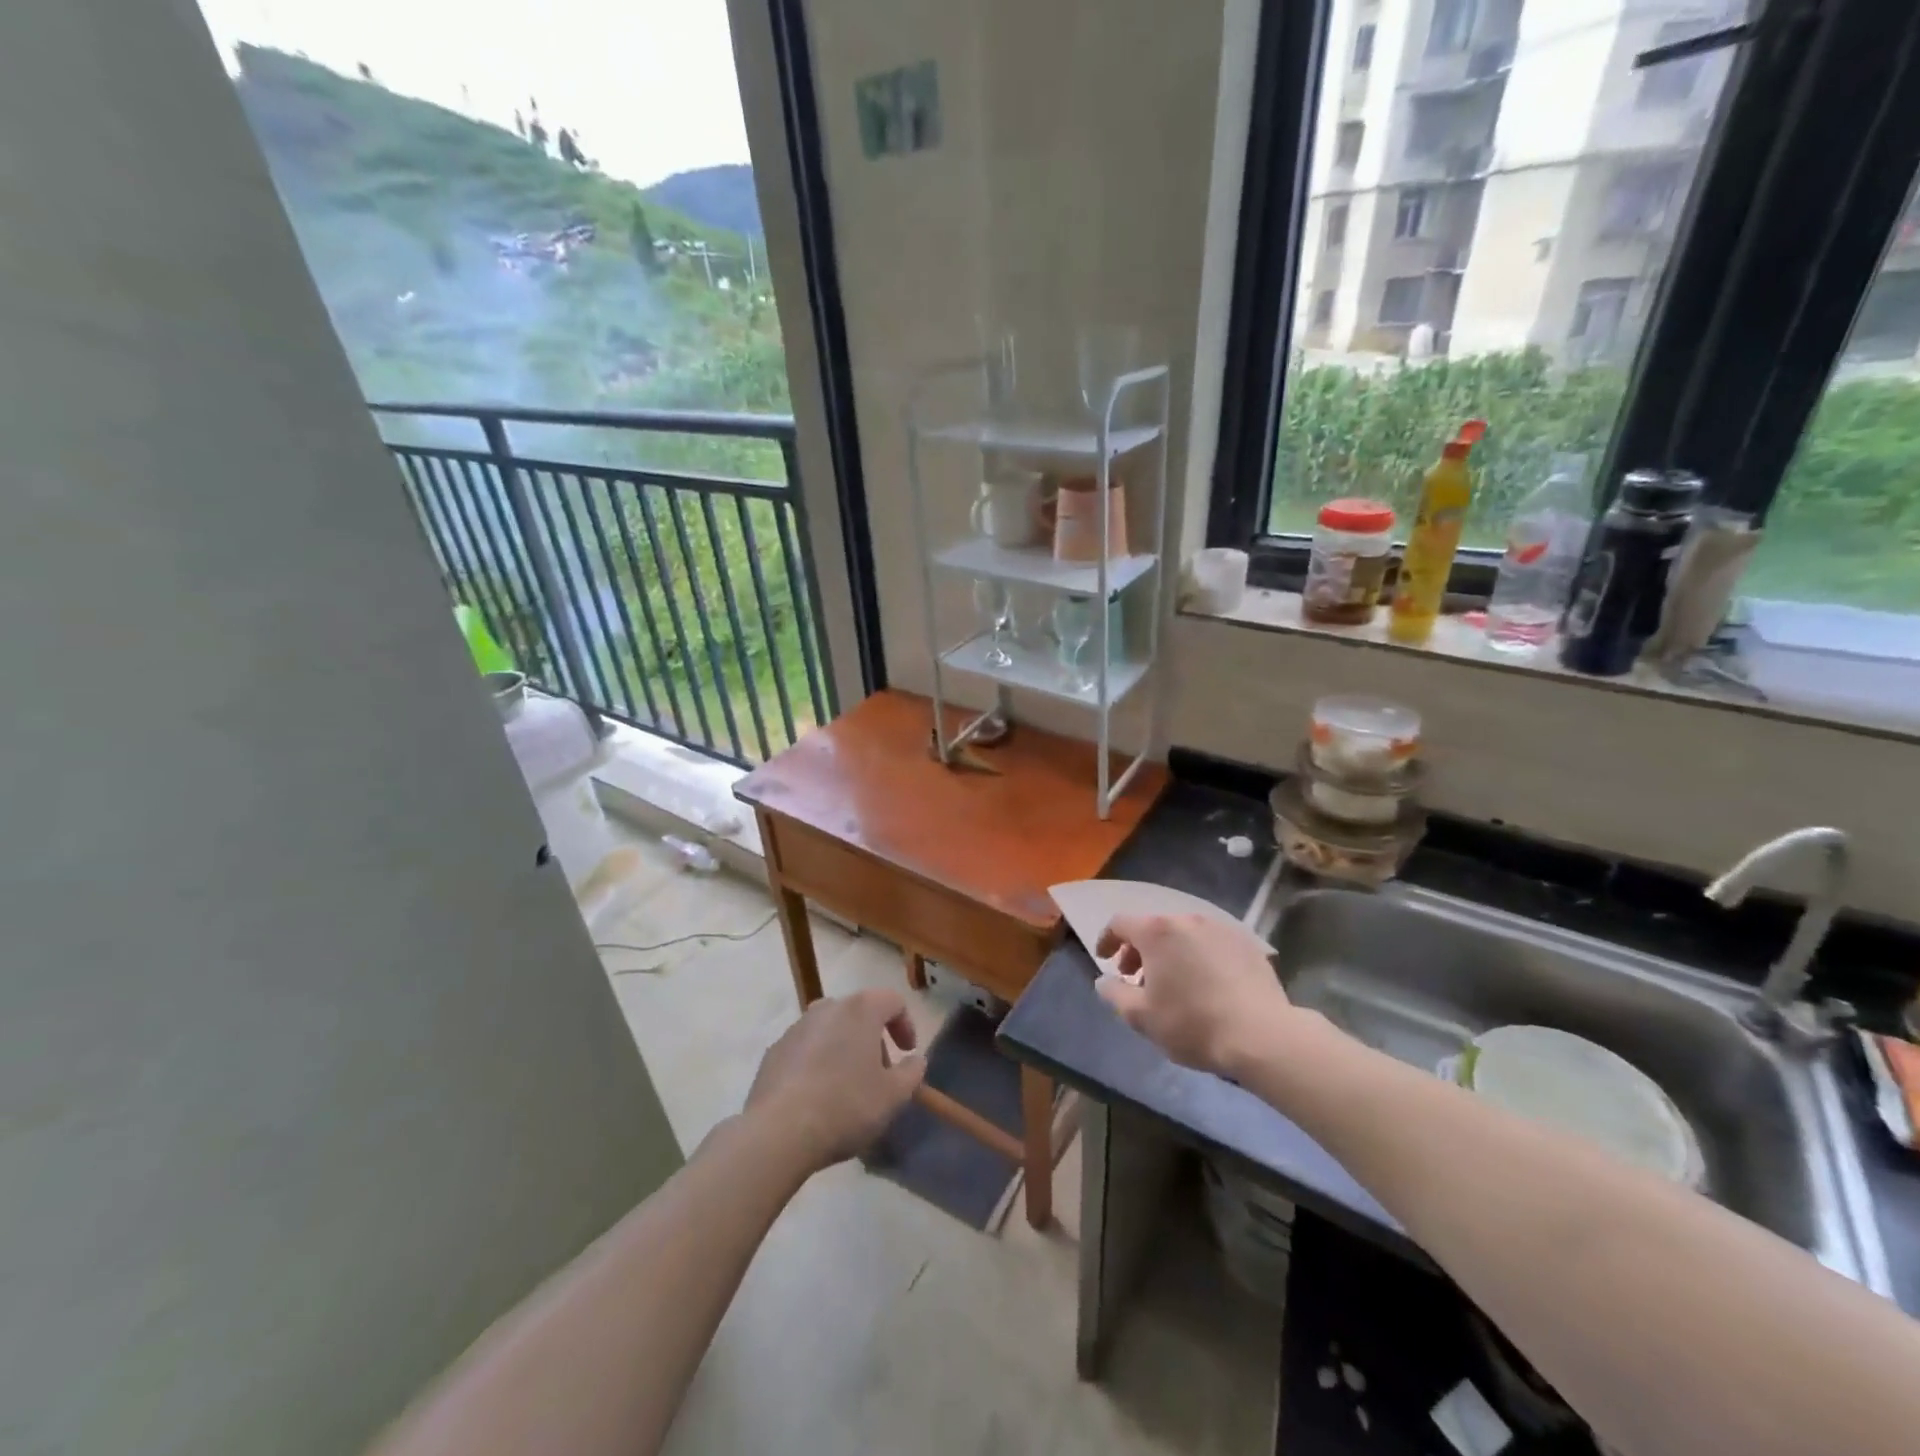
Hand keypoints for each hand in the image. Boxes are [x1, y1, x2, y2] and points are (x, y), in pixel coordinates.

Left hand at [745, 989, 926, 1172]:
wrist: (778, 1132)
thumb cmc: (846, 1106)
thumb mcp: (893, 1096)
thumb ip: (912, 1073)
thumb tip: (916, 1060)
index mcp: (860, 1009)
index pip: (893, 1001)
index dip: (906, 1024)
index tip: (907, 1052)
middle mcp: (827, 1008)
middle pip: (859, 1012)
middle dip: (874, 1038)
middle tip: (879, 1073)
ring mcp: (796, 1027)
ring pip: (830, 1029)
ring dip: (844, 1048)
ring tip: (847, 1086)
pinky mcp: (774, 1051)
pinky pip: (805, 1048)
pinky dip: (817, 1061)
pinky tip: (817, 1095)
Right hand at [1095, 913, 1293, 1076]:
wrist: (1261, 1035)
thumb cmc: (1192, 1024)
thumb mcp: (1140, 1016)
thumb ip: (1114, 993)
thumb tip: (1105, 980)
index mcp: (1156, 932)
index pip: (1120, 923)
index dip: (1107, 939)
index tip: (1105, 960)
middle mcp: (1187, 920)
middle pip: (1153, 928)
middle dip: (1139, 950)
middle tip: (1137, 979)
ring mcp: (1220, 928)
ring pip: (1184, 934)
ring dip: (1170, 953)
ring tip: (1174, 983)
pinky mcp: (1247, 943)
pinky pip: (1212, 943)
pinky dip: (1199, 956)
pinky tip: (1206, 984)